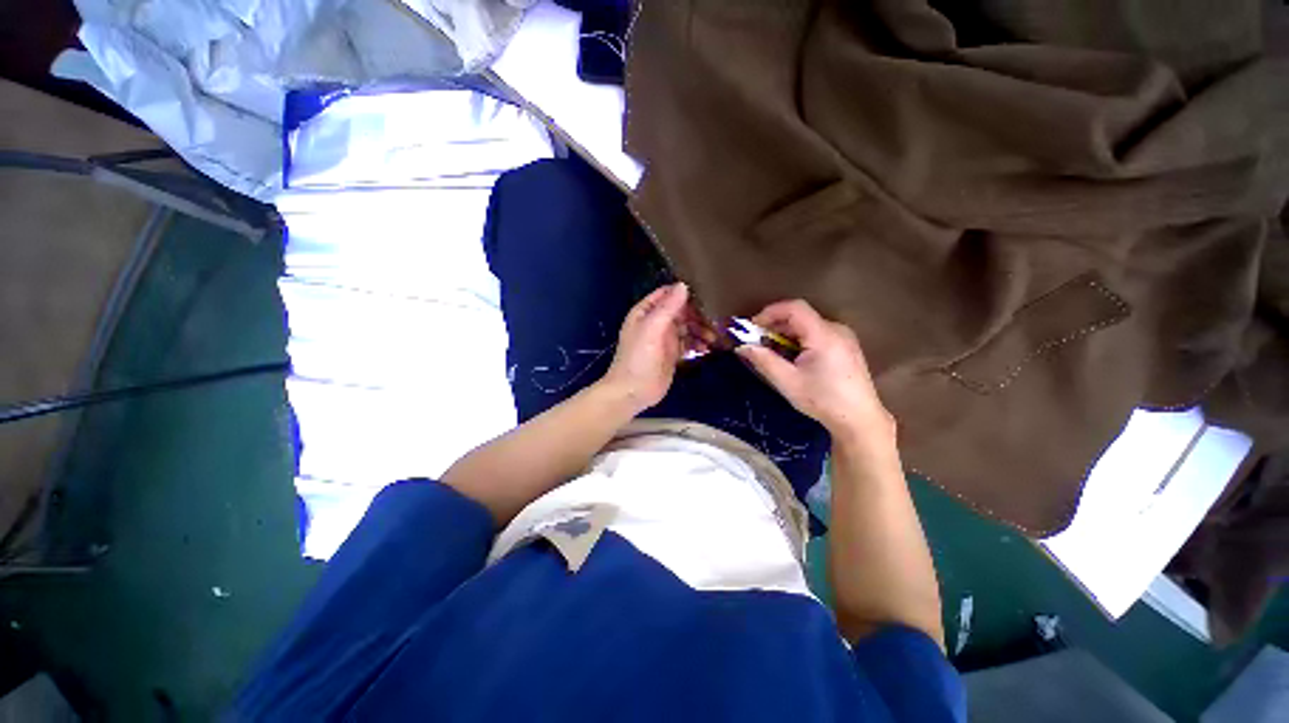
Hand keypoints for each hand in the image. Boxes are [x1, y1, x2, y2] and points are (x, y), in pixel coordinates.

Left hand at [600, 282, 712, 413]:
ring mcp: (665, 339)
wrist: (633, 391)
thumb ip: (667, 307)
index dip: (683, 292)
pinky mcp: (673, 354)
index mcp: (646, 312)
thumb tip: (683, 286)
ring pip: (687, 327)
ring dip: (700, 329)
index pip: (666, 294)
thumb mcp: (652, 329)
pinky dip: (698, 343)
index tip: (705, 292)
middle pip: (681, 311)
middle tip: (715, 318)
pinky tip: (706, 348)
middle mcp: (656, 322)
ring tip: (713, 337)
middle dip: (697, 314)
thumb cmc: (638, 358)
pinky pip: (688, 343)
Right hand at [735, 300, 893, 444]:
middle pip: (800, 316)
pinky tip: (791, 358)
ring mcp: (844, 337)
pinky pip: (817, 334)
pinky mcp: (846, 347)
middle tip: (757, 342)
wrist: (859, 420)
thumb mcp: (787, 381)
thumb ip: (763, 360)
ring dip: (786, 334)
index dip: (770, 312)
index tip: (752, 327)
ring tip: (772, 352)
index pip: (794, 308)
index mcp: (824, 335)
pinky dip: (799, 340)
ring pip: (807, 325)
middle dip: (775, 326)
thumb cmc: (822, 400)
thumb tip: (742, 346)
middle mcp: (836, 330)